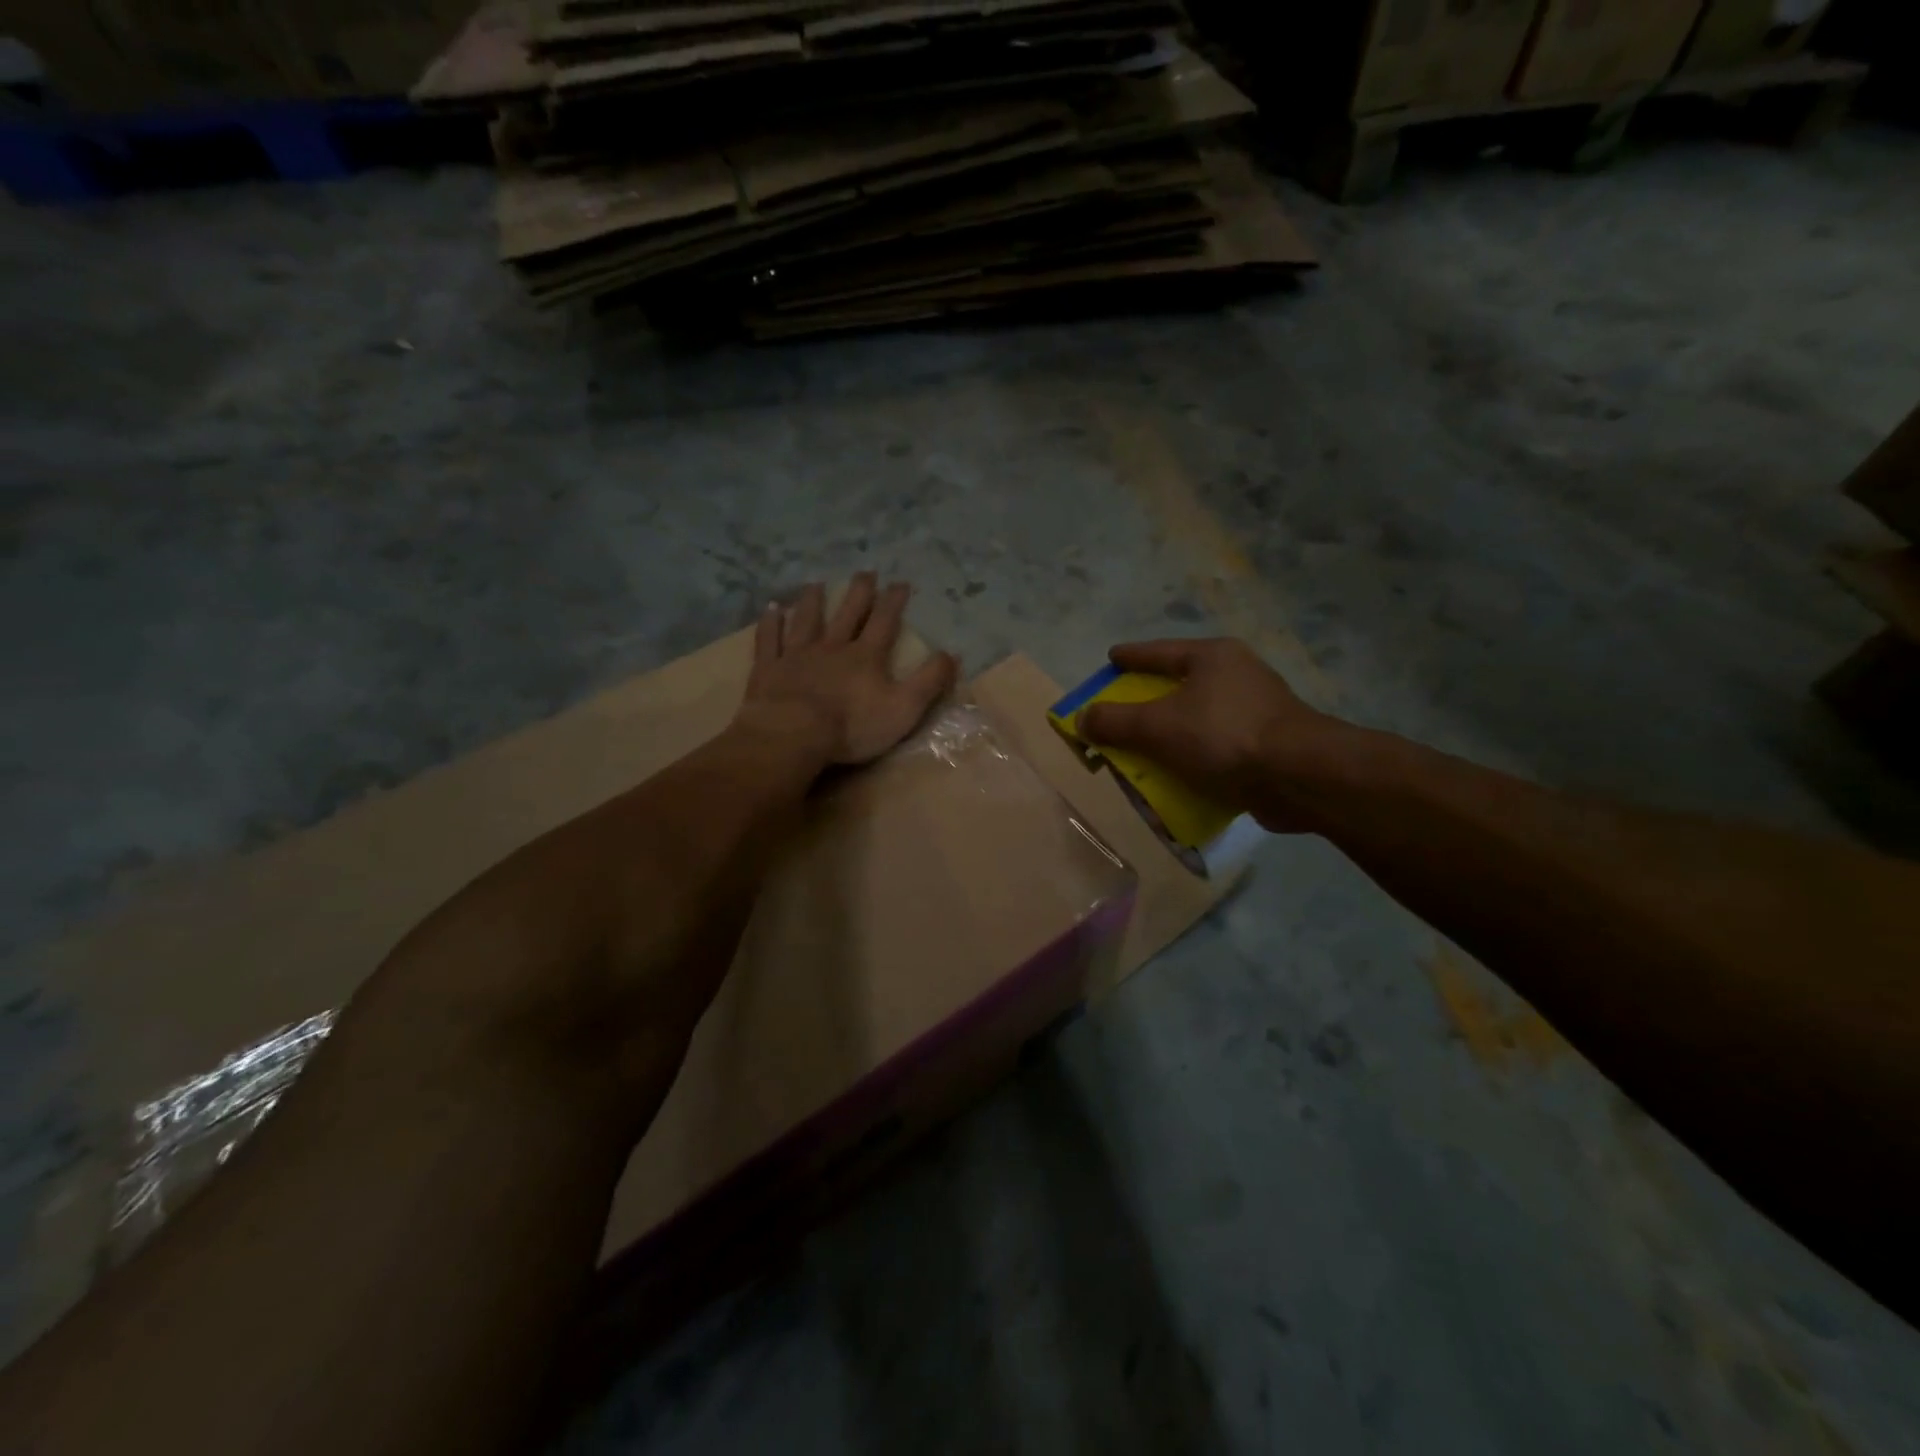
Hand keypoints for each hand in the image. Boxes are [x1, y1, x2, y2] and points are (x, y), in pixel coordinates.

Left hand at [739, 575, 958, 765]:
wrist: (793, 734)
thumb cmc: (852, 725)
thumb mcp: (904, 708)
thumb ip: (929, 681)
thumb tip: (952, 654)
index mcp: (866, 657)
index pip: (884, 623)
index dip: (894, 602)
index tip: (900, 583)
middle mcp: (832, 647)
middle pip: (848, 614)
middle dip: (859, 593)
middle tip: (865, 573)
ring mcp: (798, 656)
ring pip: (807, 621)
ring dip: (813, 602)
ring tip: (816, 584)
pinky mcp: (769, 669)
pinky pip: (770, 641)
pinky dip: (770, 624)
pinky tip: (771, 609)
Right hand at [1079, 638, 1351, 831]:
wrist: (1300, 777)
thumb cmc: (1223, 736)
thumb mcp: (1157, 726)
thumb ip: (1115, 722)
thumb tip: (1082, 718)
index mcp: (1212, 658)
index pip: (1159, 652)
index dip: (1130, 657)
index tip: (1109, 660)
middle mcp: (1236, 677)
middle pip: (1177, 689)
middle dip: (1145, 708)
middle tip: (1119, 719)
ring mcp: (1255, 712)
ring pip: (1196, 722)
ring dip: (1168, 741)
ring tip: (1142, 757)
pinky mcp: (1266, 746)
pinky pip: (1216, 750)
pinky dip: (1192, 763)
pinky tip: (1176, 782)